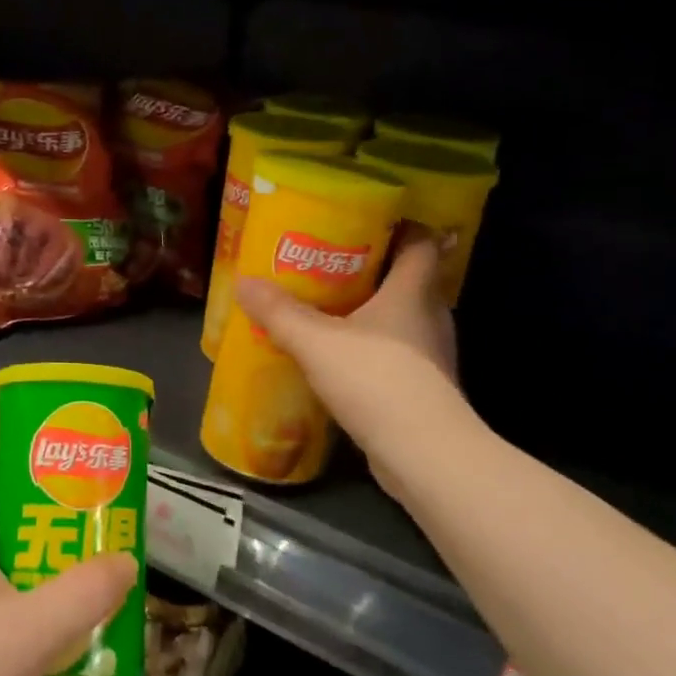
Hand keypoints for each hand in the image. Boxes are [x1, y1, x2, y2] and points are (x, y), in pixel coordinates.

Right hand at [234, 227, 459, 504]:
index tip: (368, 222)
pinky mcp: (424, 390)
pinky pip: (396, 356)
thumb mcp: (316, 341)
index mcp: (413, 292)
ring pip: (402, 321)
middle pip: (409, 280)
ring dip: (371, 314)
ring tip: (328, 312)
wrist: (423, 453)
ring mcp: (431, 356)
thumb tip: (244, 282)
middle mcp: (430, 317)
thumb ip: (280, 312)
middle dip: (374, 270)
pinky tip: (340, 361)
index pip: (421, 243)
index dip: (402, 227)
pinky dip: (372, 351)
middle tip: (331, 266)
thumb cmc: (376, 379)